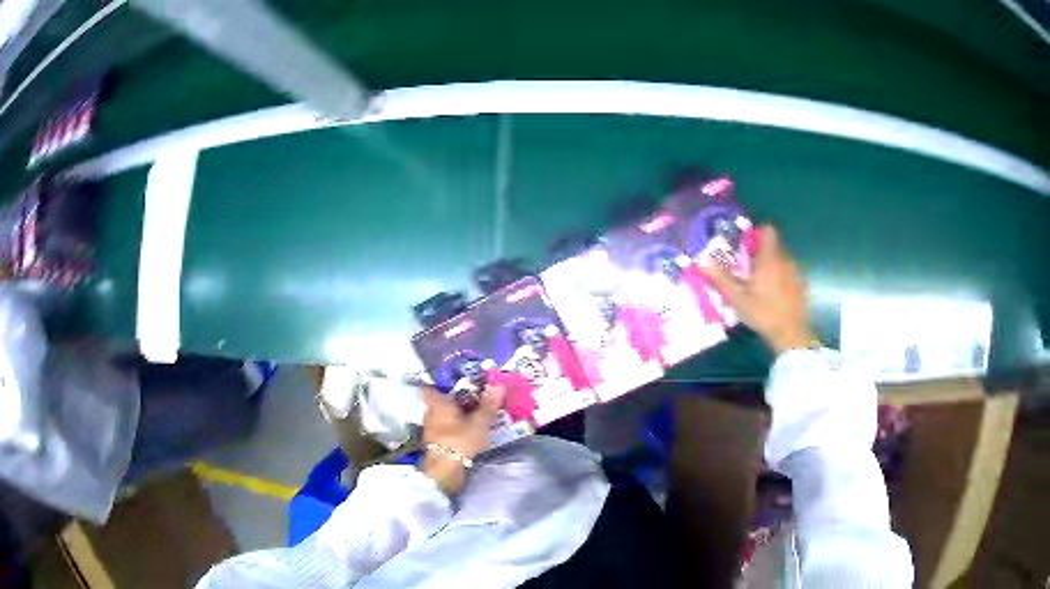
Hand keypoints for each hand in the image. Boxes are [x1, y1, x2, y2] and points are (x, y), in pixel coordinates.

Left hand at [420, 385, 504, 493]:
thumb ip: (488, 405)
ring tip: (476, 414)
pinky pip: (447, 430)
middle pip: (441, 402)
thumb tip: (498, 384)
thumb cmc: (459, 441)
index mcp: (437, 404)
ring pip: (444, 417)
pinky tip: (470, 431)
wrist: (445, 471)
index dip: (442, 383)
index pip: (432, 388)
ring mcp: (432, 430)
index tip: (457, 381)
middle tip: (474, 397)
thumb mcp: (478, 422)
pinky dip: (457, 429)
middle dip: (456, 400)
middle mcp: (431, 415)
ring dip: (457, 416)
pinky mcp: (438, 444)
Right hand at [702, 225, 815, 354]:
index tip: (744, 245)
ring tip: (757, 282)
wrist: (791, 335)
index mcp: (769, 258)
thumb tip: (701, 261)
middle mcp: (784, 260)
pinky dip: (780, 277)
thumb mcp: (738, 298)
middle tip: (745, 267)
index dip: (756, 233)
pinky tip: (772, 295)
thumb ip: (721, 278)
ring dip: (770, 265)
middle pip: (773, 245)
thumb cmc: (763, 313)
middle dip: (760, 251)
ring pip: (781, 259)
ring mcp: (795, 273)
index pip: (767, 231)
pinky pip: (788, 273)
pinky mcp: (800, 286)